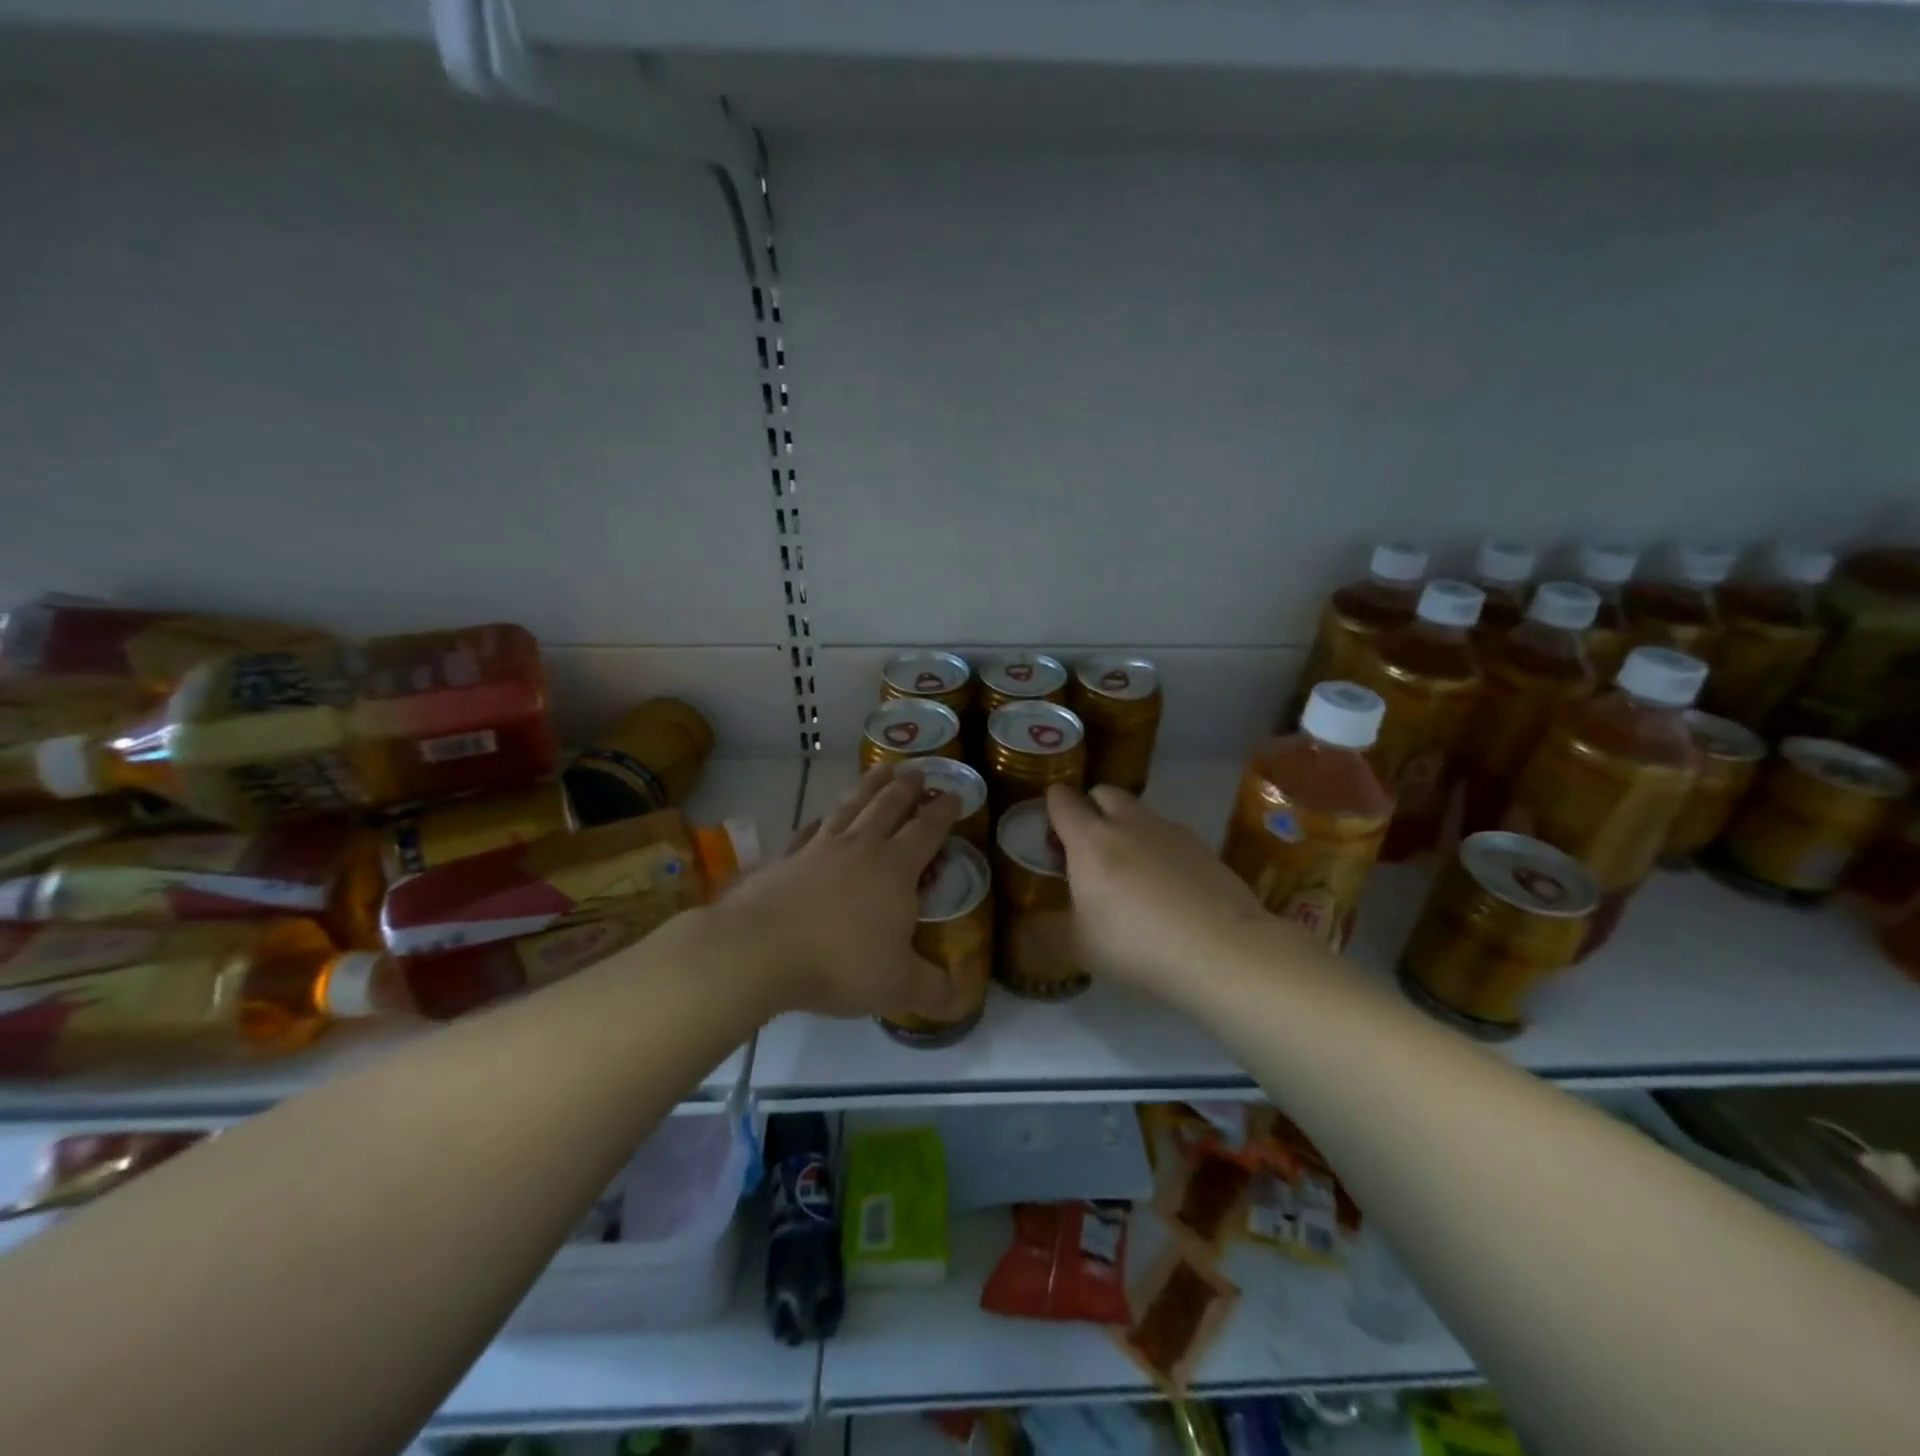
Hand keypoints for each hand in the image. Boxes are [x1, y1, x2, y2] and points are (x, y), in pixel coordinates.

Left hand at [704, 764, 963, 1019]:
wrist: (759, 949)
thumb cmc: (839, 962)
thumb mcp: (897, 985)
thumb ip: (934, 990)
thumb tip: (963, 999)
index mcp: (895, 868)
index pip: (926, 830)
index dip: (943, 812)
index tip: (953, 794)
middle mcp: (859, 848)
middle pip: (887, 807)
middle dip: (906, 788)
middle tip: (917, 770)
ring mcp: (818, 849)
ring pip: (850, 807)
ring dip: (868, 787)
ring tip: (880, 770)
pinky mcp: (784, 859)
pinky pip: (808, 831)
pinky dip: (820, 820)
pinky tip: (820, 819)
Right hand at [1045, 783, 1272, 998]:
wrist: (1222, 950)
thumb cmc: (1136, 946)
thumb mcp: (1080, 947)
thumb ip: (1051, 929)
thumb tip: (1030, 927)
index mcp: (1090, 841)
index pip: (1062, 801)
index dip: (1052, 806)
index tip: (1050, 825)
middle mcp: (1129, 824)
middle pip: (1104, 793)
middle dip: (1092, 808)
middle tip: (1089, 847)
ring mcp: (1170, 831)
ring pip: (1140, 814)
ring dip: (1128, 829)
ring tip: (1131, 872)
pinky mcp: (1203, 847)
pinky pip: (1170, 837)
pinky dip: (1160, 851)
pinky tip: (1167, 888)